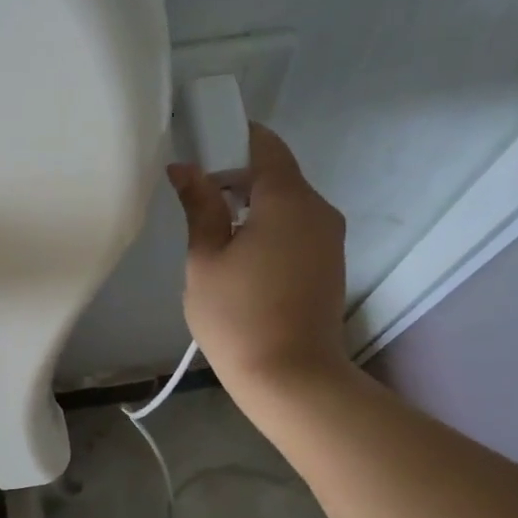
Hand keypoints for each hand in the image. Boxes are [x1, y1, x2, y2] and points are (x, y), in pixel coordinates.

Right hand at [168, 124, 349, 397]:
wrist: (292, 379)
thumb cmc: (238, 317)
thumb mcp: (206, 260)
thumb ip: (200, 207)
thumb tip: (185, 168)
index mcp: (289, 200)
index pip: (265, 144)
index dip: (231, 138)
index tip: (200, 149)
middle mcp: (319, 209)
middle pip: (278, 173)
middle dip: (237, 174)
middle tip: (196, 196)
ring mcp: (330, 238)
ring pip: (289, 202)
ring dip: (254, 203)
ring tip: (214, 229)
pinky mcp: (331, 264)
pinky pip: (298, 227)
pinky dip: (271, 226)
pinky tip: (242, 254)